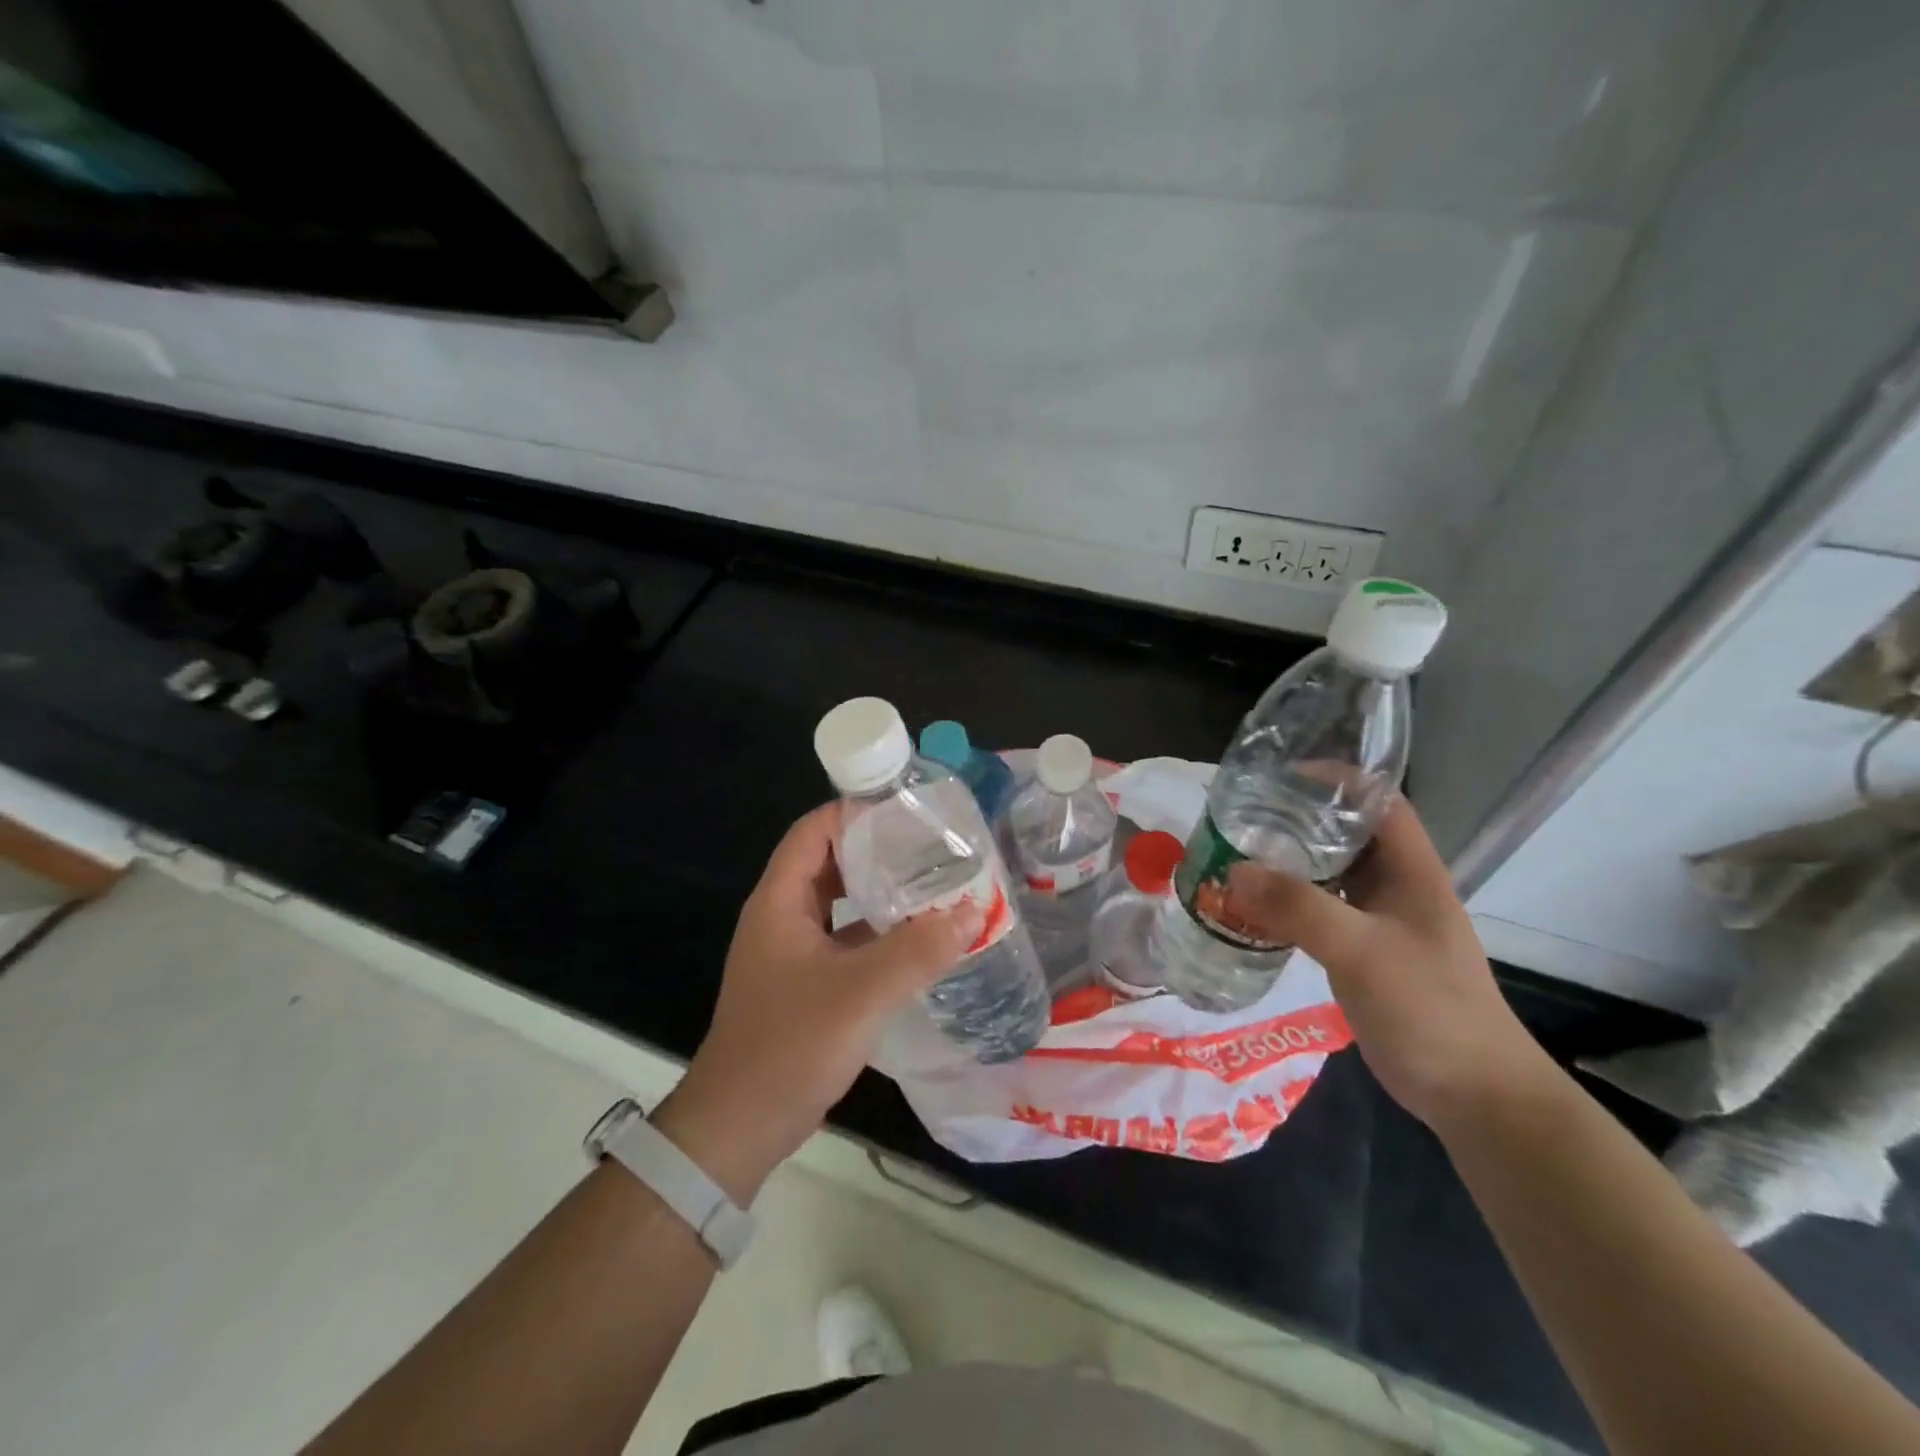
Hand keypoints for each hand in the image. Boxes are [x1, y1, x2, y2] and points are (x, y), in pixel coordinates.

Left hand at [652, 803, 981, 1202]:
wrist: (738, 1126)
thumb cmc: (789, 1046)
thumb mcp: (859, 994)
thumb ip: (917, 951)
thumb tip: (973, 912)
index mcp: (779, 901)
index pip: (814, 831)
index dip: (855, 812)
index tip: (908, 809)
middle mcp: (781, 917)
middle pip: (829, 862)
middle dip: (877, 850)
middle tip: (932, 845)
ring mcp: (792, 952)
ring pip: (839, 903)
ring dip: (880, 892)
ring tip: (933, 883)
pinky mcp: (805, 983)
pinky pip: (845, 940)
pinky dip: (878, 931)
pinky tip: (917, 939)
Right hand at [1223, 798, 1551, 1128]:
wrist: (1473, 1095)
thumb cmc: (1430, 1009)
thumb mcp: (1363, 951)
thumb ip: (1299, 908)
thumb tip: (1233, 871)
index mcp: (1412, 872)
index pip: (1378, 803)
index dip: (1336, 781)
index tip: (1281, 777)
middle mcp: (1397, 888)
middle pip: (1346, 835)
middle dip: (1297, 819)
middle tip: (1243, 816)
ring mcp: (1381, 923)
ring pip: (1329, 875)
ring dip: (1288, 863)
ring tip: (1237, 854)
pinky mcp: (1363, 954)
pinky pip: (1319, 912)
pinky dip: (1287, 903)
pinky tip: (1253, 908)